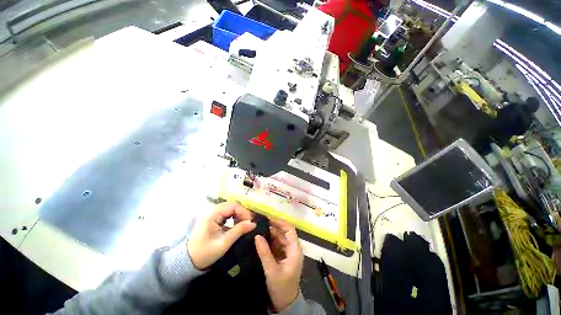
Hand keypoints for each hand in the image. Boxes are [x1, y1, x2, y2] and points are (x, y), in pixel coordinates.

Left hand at [187, 202, 255, 269]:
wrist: (188, 261)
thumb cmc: (205, 253)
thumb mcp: (224, 243)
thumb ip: (239, 231)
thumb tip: (253, 223)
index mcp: (212, 214)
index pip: (233, 206)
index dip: (244, 212)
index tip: (251, 221)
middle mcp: (211, 210)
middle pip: (232, 205)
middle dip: (242, 213)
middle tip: (248, 223)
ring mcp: (211, 213)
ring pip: (230, 208)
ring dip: (238, 215)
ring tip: (243, 225)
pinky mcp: (212, 217)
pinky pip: (226, 213)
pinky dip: (233, 217)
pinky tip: (236, 225)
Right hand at [255, 219, 302, 311]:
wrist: (285, 304)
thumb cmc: (282, 287)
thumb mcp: (272, 270)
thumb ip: (264, 253)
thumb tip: (257, 236)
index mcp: (295, 249)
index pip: (289, 230)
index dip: (280, 222)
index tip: (268, 219)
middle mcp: (292, 248)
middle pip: (283, 233)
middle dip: (273, 227)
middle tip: (260, 223)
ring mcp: (287, 252)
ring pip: (279, 238)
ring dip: (270, 234)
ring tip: (258, 228)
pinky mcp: (282, 257)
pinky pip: (276, 245)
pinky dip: (269, 241)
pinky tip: (260, 239)